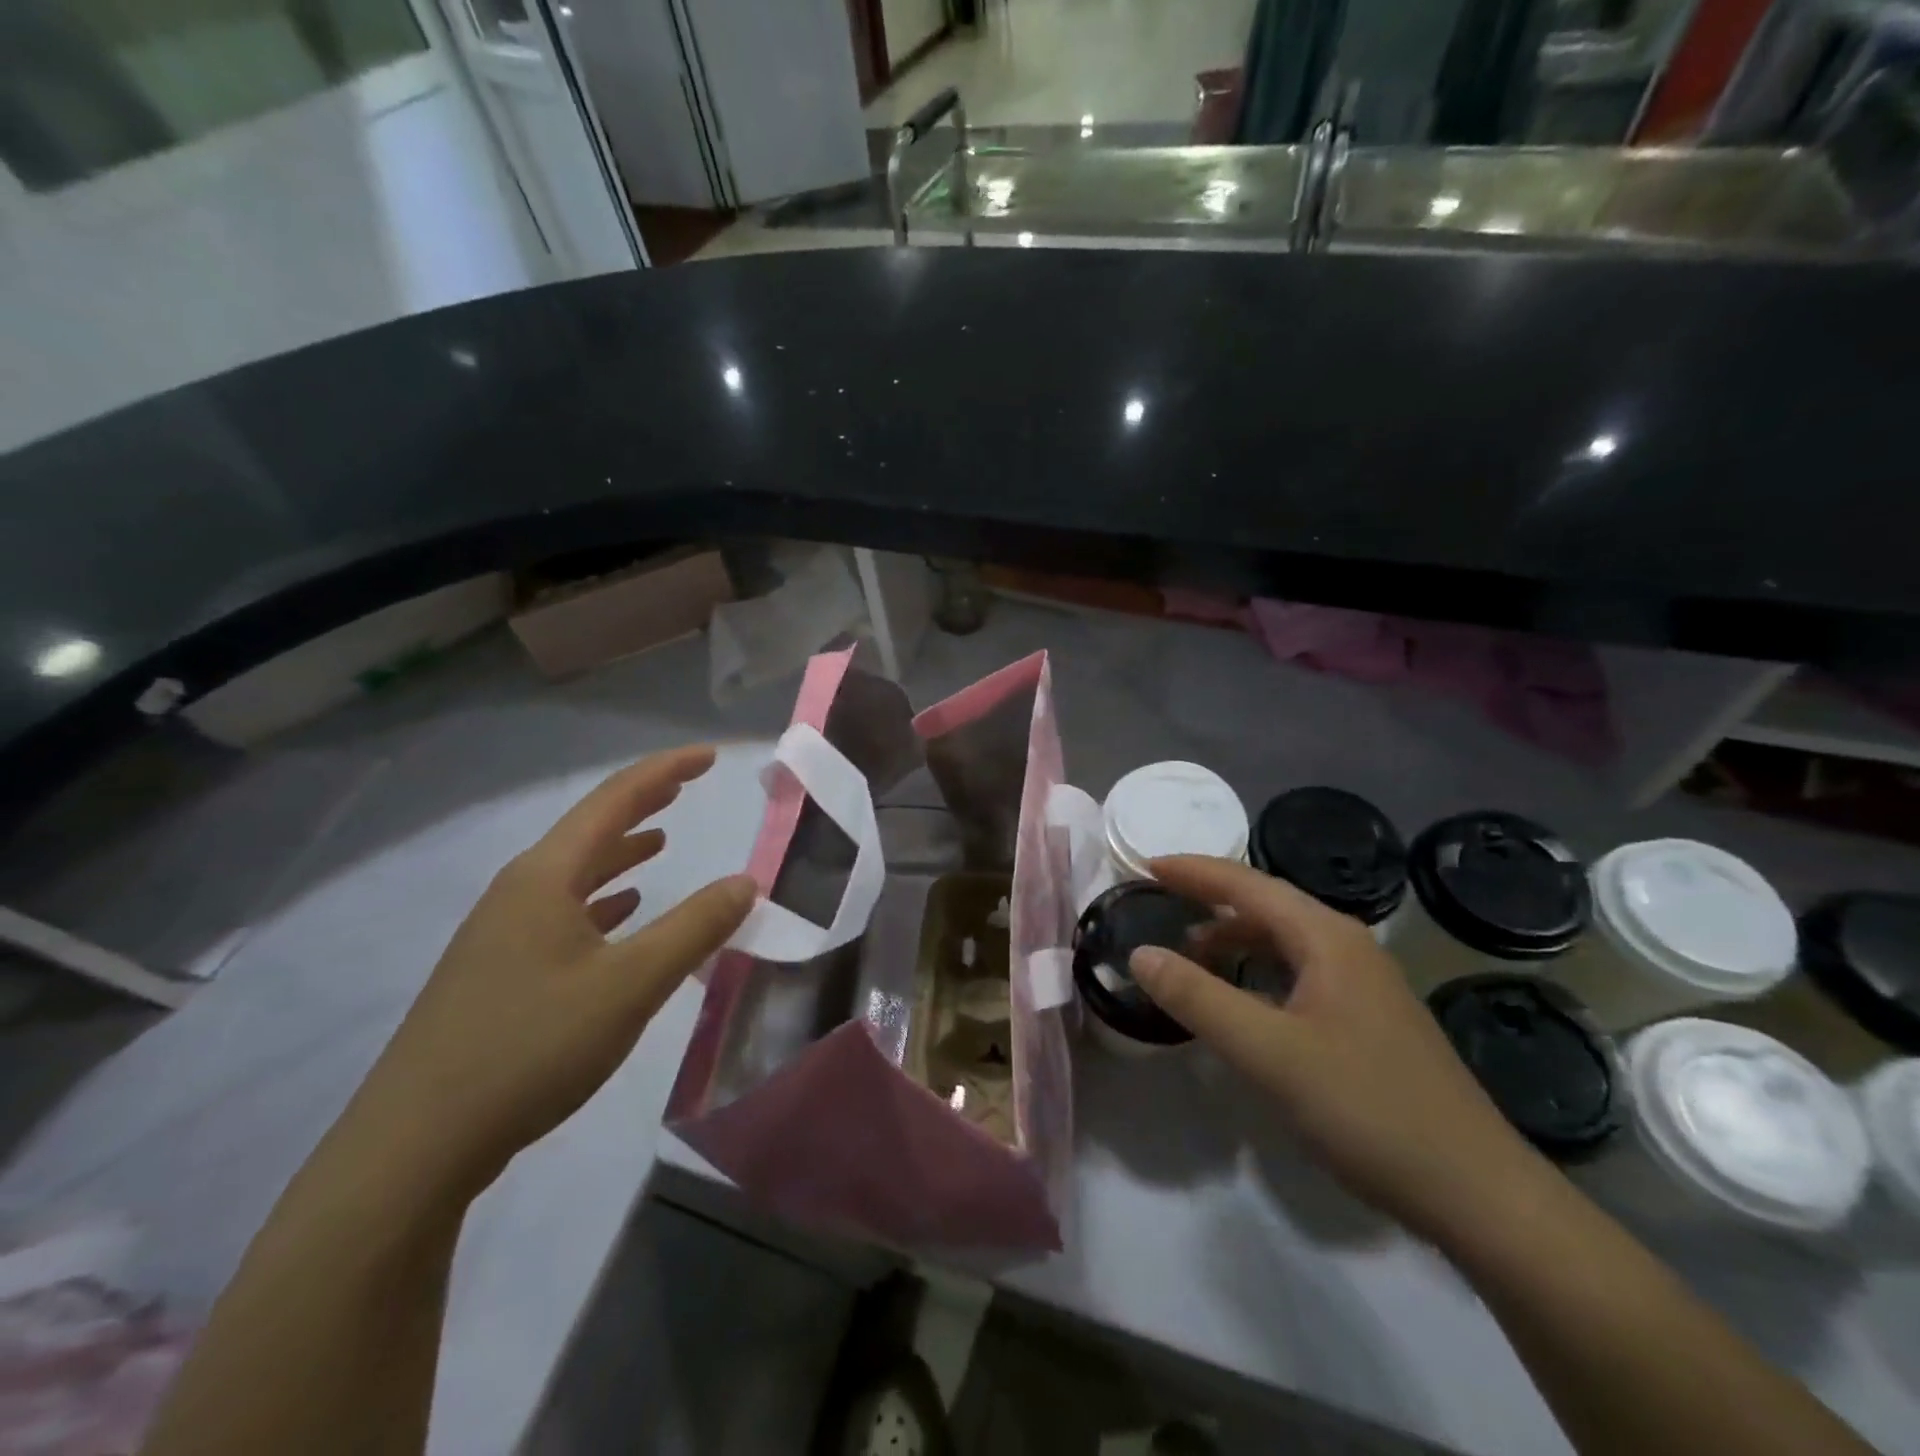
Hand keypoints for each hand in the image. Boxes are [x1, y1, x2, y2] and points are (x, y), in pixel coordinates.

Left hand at [339, 745, 754, 1203]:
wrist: (416, 1144)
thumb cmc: (532, 1046)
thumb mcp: (631, 985)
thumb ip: (694, 928)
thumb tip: (746, 883)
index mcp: (546, 877)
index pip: (614, 800)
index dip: (665, 771)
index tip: (709, 756)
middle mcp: (519, 891)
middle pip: (590, 829)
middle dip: (643, 803)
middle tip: (687, 787)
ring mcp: (501, 932)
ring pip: (573, 872)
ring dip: (620, 851)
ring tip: (661, 839)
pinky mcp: (496, 971)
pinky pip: (560, 910)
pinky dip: (600, 899)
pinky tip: (620, 912)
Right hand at [1131, 855, 1546, 1241]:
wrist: (1477, 1193)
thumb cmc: (1366, 1108)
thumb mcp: (1267, 1052)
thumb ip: (1198, 998)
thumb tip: (1140, 953)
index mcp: (1326, 937)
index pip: (1246, 884)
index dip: (1193, 871)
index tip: (1145, 865)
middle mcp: (1347, 946)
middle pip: (1267, 904)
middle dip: (1210, 898)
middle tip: (1159, 902)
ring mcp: (1364, 983)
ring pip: (1285, 940)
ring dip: (1234, 937)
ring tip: (1190, 954)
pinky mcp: (1369, 1019)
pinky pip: (1299, 971)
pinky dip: (1258, 970)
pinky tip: (1243, 999)